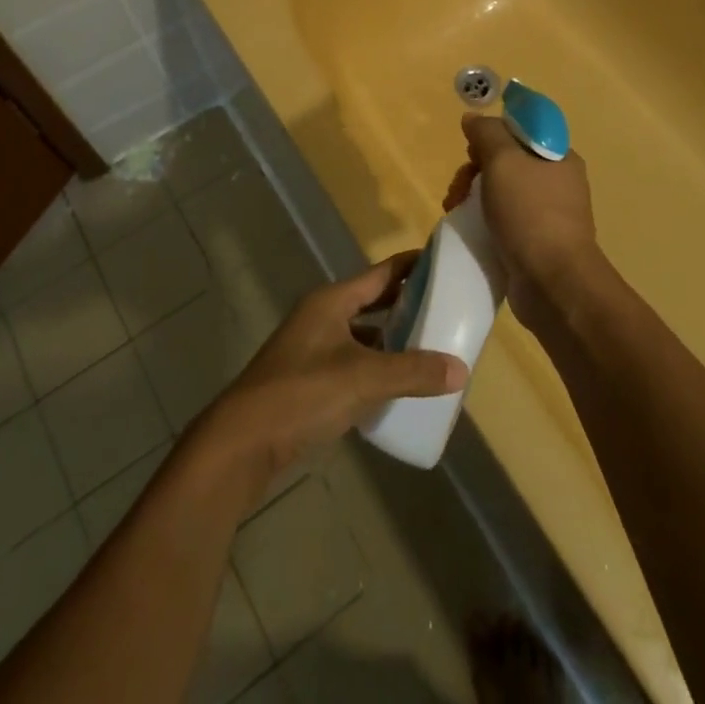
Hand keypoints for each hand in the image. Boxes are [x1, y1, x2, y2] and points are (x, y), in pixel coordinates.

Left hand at [197, 254, 467, 484]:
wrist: (243, 443)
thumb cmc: (303, 394)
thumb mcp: (364, 378)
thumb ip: (413, 372)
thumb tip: (461, 369)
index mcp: (331, 301)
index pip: (381, 273)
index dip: (411, 265)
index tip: (444, 262)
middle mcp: (321, 316)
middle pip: (371, 302)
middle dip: (406, 304)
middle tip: (446, 308)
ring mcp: (312, 349)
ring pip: (362, 334)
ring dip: (391, 339)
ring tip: (429, 347)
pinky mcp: (308, 380)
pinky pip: (352, 362)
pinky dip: (375, 367)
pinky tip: (397, 386)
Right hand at [449, 115, 598, 325]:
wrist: (553, 283)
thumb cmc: (530, 213)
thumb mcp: (503, 161)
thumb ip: (486, 133)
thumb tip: (473, 118)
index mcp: (559, 157)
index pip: (521, 131)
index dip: (492, 135)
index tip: (472, 151)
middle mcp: (557, 182)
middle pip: (507, 161)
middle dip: (475, 170)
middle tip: (460, 187)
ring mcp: (547, 215)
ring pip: (501, 192)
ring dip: (473, 196)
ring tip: (454, 210)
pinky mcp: (535, 243)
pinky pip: (503, 220)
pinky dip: (483, 221)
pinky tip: (468, 229)